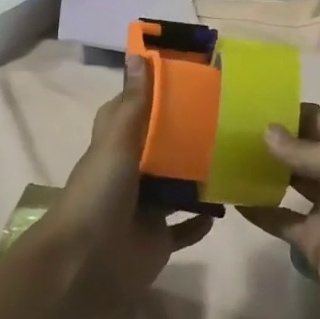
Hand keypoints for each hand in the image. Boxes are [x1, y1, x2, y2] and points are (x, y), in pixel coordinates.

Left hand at [33, 55, 212, 313]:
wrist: (85, 265)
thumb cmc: (99, 195)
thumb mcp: (116, 143)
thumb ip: (135, 104)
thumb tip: (138, 53)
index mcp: (116, 148)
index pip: (134, 114)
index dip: (155, 95)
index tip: (189, 79)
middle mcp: (130, 175)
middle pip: (162, 150)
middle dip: (188, 137)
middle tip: (227, 118)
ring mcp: (145, 209)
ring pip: (178, 188)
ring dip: (200, 177)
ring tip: (235, 157)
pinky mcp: (159, 239)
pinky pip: (186, 227)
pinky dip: (202, 220)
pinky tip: (225, 205)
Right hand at [239, 105, 319, 318]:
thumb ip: (308, 150)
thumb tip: (267, 132)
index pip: (317, 119)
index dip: (286, 112)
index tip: (245, 107)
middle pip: (299, 149)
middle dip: (268, 141)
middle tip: (224, 133)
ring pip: (287, 182)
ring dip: (260, 173)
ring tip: (222, 161)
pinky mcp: (312, 239)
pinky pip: (280, 218)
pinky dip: (258, 210)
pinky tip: (232, 200)